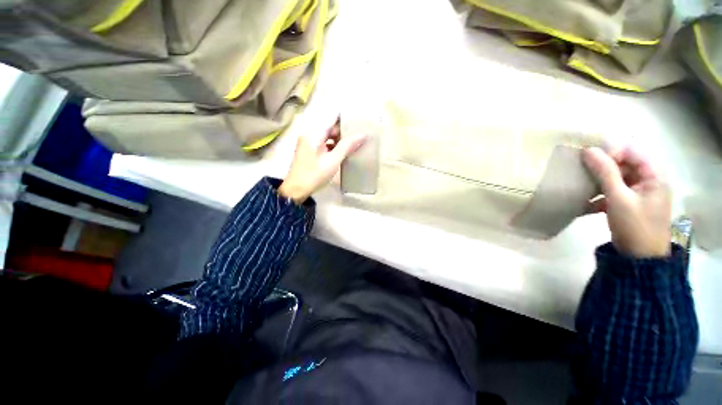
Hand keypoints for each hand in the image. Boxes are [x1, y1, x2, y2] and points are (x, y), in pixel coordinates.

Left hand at [279, 120, 365, 202]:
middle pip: (330, 128)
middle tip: (360, 134)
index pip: (332, 119)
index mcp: (314, 134)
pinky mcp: (308, 151)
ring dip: (339, 140)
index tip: (359, 119)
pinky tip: (343, 151)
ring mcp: (308, 143)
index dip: (346, 119)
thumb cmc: (314, 175)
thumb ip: (347, 146)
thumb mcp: (333, 161)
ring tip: (355, 143)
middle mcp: (310, 134)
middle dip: (344, 131)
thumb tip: (362, 135)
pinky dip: (333, 146)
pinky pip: (323, 143)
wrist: (295, 191)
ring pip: (327, 136)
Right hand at [583, 146, 671, 257]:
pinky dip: (608, 198)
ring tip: (586, 190)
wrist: (641, 272)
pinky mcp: (638, 208)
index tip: (594, 164)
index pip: (630, 149)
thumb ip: (605, 172)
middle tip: (588, 175)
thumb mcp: (619, 201)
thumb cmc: (635, 231)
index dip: (611, 152)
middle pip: (626, 163)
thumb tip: (588, 150)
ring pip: (622, 179)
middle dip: (606, 169)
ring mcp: (645, 195)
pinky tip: (590, 205)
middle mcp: (652, 180)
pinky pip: (623, 194)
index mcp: (654, 173)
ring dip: (604, 184)